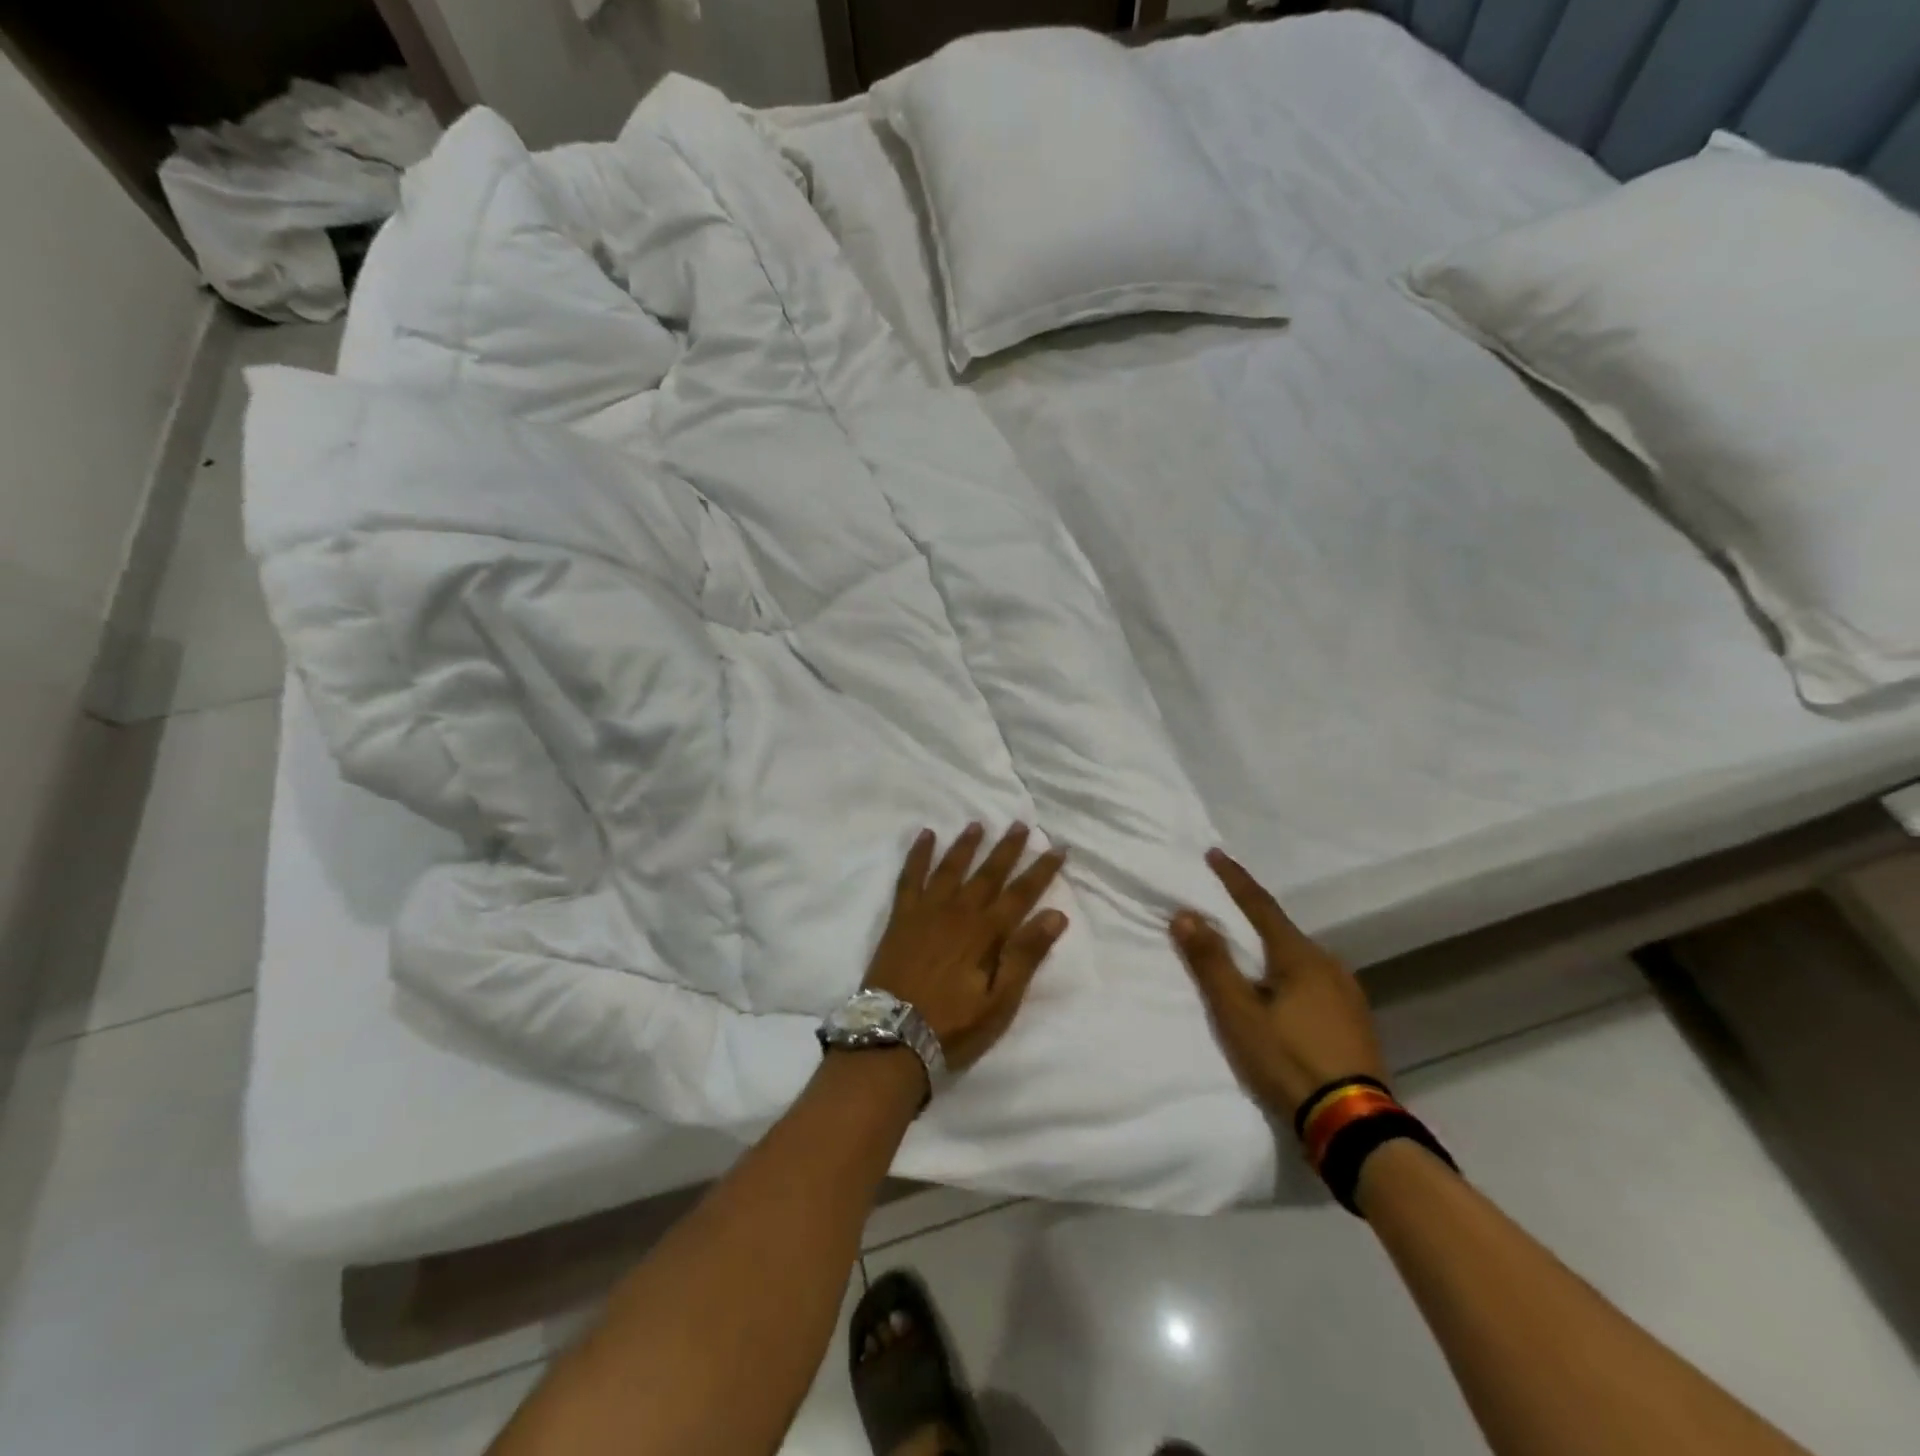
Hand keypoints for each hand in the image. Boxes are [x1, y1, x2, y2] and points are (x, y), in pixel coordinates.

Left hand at [863, 824, 1068, 1071]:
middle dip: (1007, 849)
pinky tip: (925, 835)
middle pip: (988, 873)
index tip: (1058, 848)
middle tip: (1022, 824)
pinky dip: (918, 854)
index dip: (1041, 871)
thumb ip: (1025, 956)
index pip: (1021, 894)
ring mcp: (926, 911)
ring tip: (978, 824)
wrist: (892, 1035)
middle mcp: (958, 912)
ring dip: (967, 845)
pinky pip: (910, 876)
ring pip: (951, 867)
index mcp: (985, 933)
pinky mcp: (901, 917)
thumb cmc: (952, 1025)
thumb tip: (1055, 915)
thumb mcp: (999, 1002)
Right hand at [1170, 848, 1387, 1120]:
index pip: (1259, 905)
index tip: (1214, 854)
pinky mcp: (1355, 1019)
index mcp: (1299, 956)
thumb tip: (1185, 914)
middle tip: (1223, 911)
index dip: (1234, 879)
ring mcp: (1347, 993)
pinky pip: (1313, 981)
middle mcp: (1328, 964)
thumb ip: (1212, 963)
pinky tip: (1281, 994)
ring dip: (1270, 950)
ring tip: (1248, 957)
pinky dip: (1289, 975)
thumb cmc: (1288, 1060)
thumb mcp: (1239, 1014)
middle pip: (1280, 930)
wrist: (1354, 1124)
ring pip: (1299, 958)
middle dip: (1251, 918)